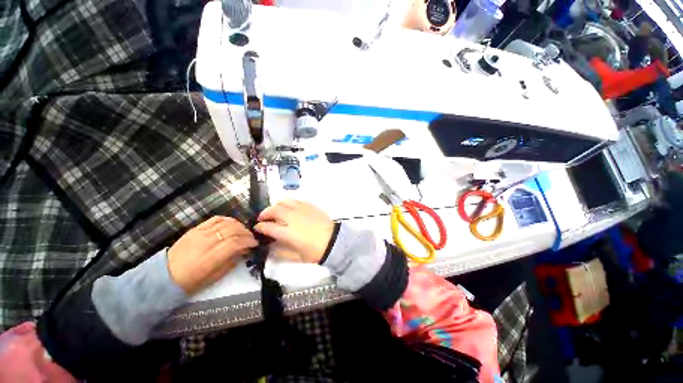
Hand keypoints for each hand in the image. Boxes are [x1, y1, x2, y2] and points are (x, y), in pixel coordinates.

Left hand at [167, 216, 257, 294]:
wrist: (165, 276)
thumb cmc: (192, 281)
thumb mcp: (215, 277)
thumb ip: (232, 261)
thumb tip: (245, 250)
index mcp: (211, 258)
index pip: (236, 242)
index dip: (249, 241)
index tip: (255, 244)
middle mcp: (207, 242)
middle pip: (233, 230)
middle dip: (246, 233)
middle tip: (251, 238)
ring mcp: (200, 234)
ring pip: (226, 223)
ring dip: (239, 226)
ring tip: (242, 231)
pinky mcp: (195, 229)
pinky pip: (215, 219)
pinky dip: (227, 220)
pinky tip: (232, 224)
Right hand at [254, 200, 334, 263]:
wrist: (334, 241)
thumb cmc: (316, 252)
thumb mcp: (297, 257)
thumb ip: (282, 252)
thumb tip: (271, 247)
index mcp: (288, 233)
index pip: (269, 227)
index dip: (260, 227)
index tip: (258, 227)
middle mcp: (293, 219)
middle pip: (274, 210)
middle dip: (265, 213)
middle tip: (263, 217)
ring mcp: (302, 210)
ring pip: (285, 202)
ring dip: (276, 205)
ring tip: (275, 210)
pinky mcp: (310, 206)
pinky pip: (297, 201)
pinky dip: (289, 203)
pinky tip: (289, 207)